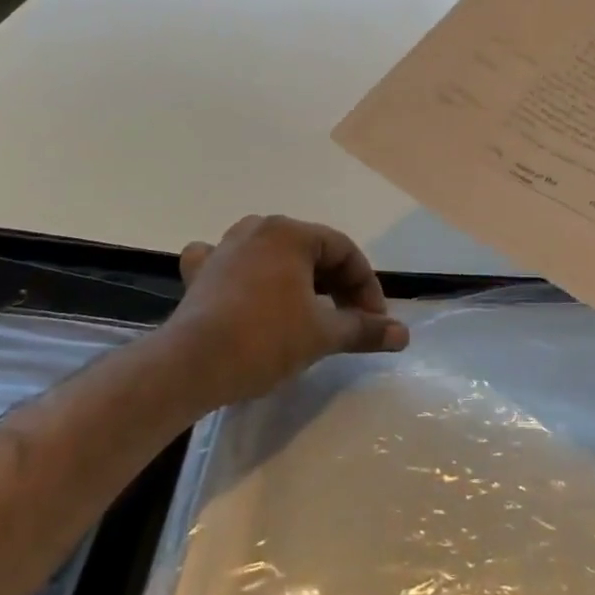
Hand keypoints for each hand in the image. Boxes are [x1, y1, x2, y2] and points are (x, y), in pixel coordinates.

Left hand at [167, 215, 409, 408]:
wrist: (191, 364)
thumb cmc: (264, 339)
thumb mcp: (323, 334)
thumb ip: (365, 329)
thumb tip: (403, 334)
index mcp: (290, 233)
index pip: (344, 251)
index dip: (366, 286)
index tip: (374, 321)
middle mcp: (257, 229)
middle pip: (311, 252)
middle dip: (336, 286)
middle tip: (349, 321)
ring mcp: (224, 248)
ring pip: (273, 256)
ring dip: (298, 280)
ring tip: (310, 310)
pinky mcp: (201, 273)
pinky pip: (229, 263)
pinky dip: (245, 274)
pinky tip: (244, 287)